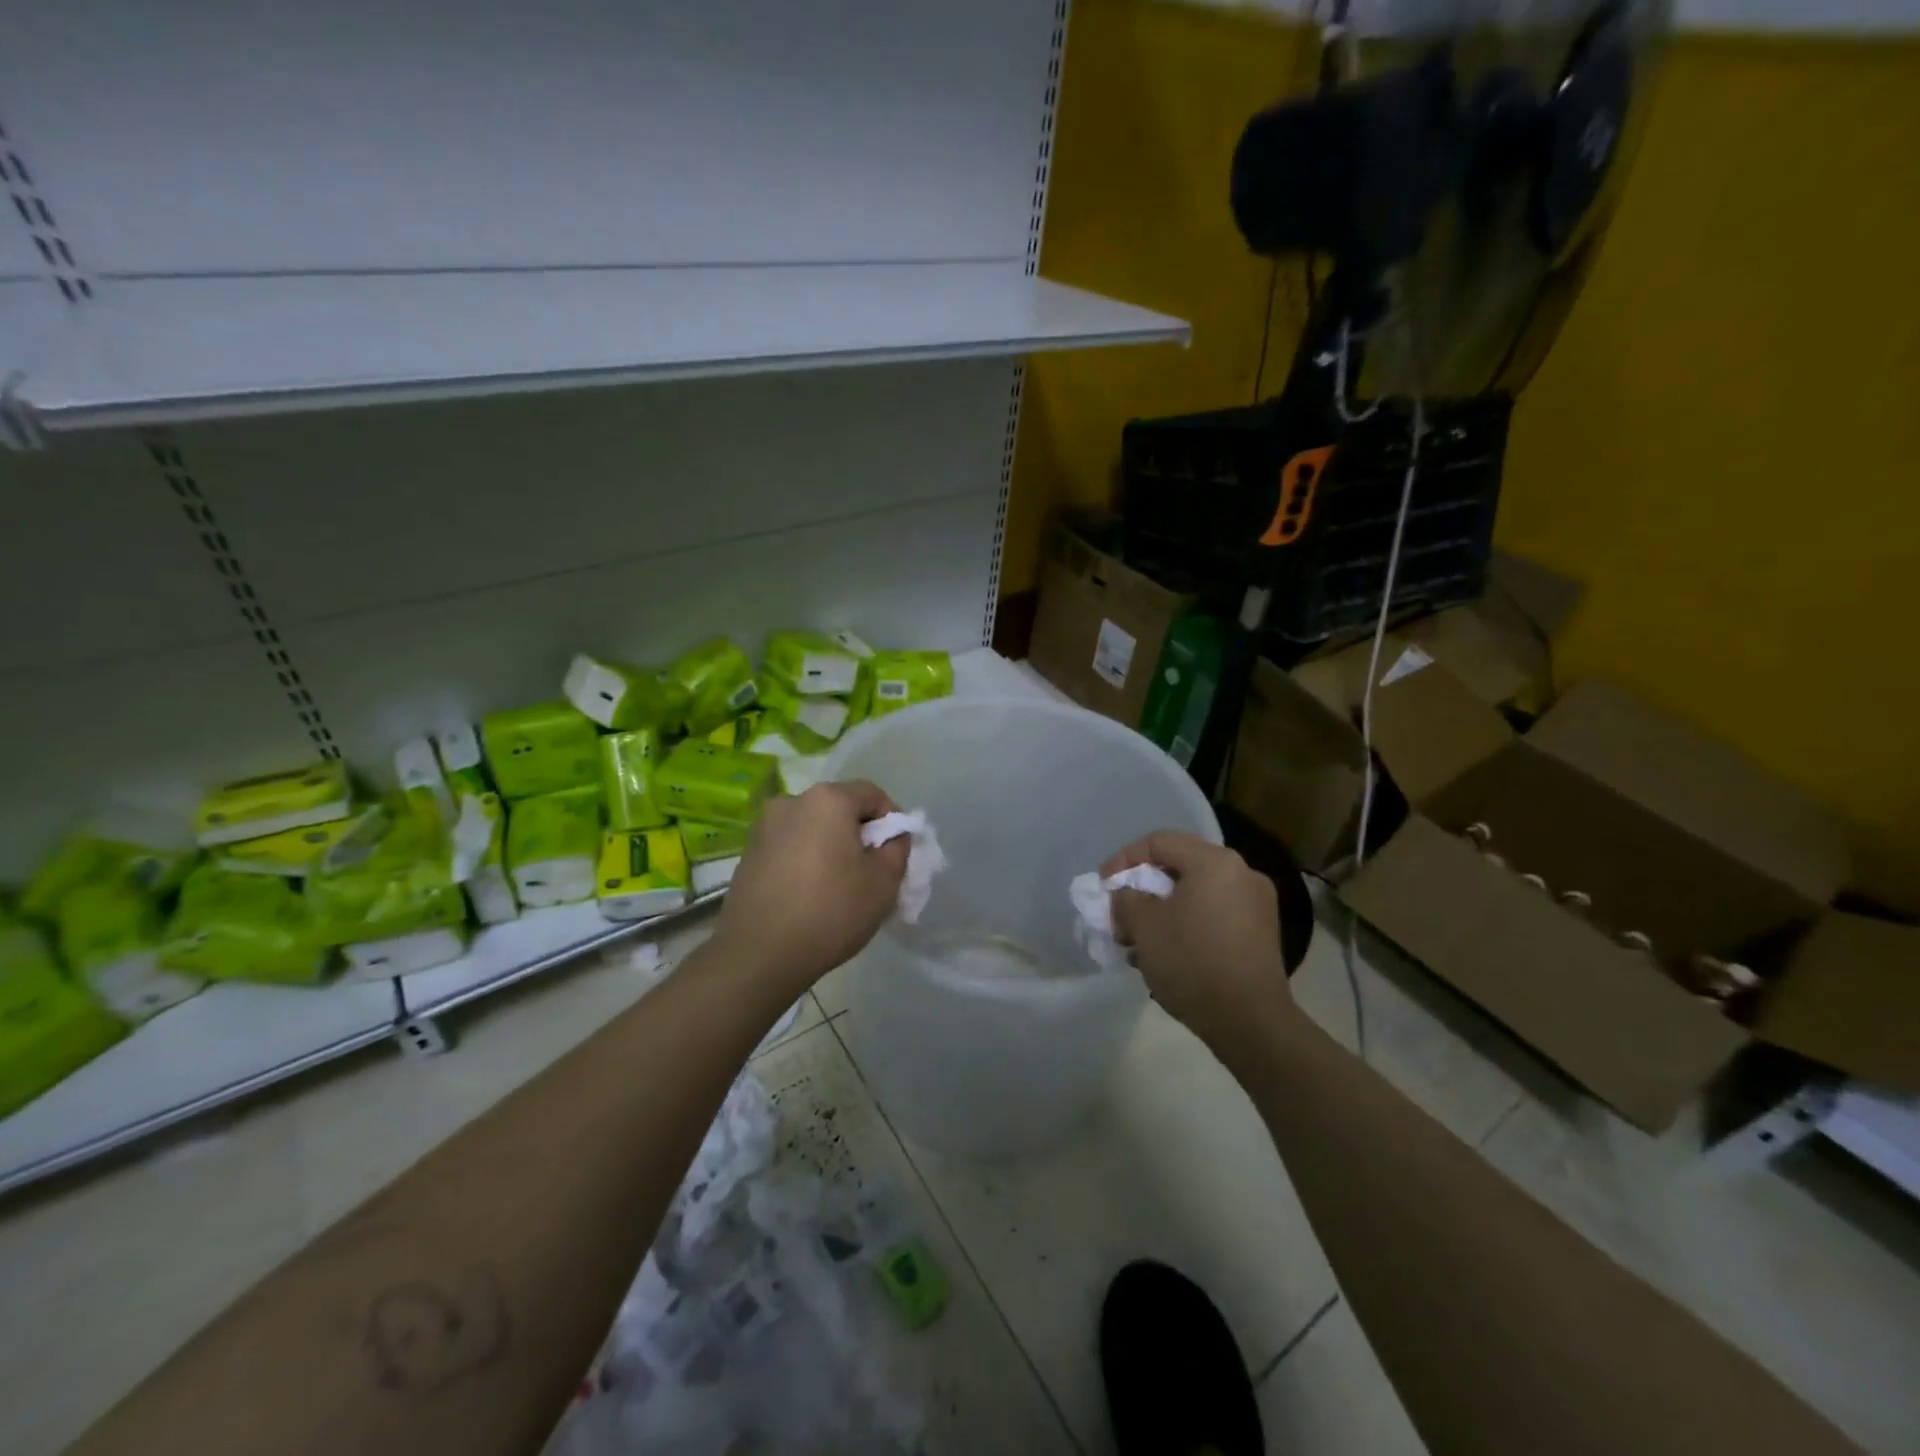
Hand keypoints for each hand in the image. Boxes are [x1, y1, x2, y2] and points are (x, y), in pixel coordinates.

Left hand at [710, 780, 908, 994]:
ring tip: (841, 888)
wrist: (758, 955)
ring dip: (832, 849)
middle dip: (860, 835)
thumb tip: (891, 836)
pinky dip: (807, 862)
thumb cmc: (830, 911)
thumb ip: (897, 848)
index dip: (892, 821)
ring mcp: (764, 828)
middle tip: (873, 873)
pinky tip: (811, 896)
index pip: (872, 794)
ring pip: (814, 829)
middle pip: (840, 809)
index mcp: (827, 799)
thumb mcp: (884, 882)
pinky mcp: (748, 854)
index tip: (896, 854)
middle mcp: (791, 802)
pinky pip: (791, 848)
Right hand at [1105, 831, 1293, 1051]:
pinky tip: (1167, 952)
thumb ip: (1126, 899)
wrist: (1251, 1023)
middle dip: (1143, 888)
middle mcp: (1241, 873)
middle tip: (1119, 912)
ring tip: (1137, 939)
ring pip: (1196, 892)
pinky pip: (1214, 913)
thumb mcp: (1144, 927)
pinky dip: (1187, 922)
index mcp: (1214, 862)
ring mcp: (1256, 904)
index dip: (1124, 859)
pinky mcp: (1261, 933)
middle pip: (1180, 866)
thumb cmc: (1192, 963)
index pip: (1159, 842)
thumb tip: (1127, 895)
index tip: (1103, 886)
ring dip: (1163, 909)